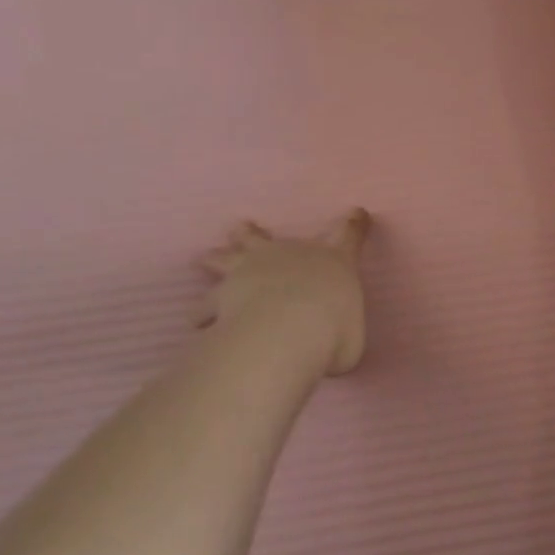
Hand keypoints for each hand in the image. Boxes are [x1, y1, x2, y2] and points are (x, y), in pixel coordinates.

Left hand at [198, 210, 371, 374]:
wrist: (287, 331)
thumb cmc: (333, 331)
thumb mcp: (350, 336)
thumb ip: (340, 332)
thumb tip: (331, 342)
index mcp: (332, 262)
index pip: (349, 237)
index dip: (354, 224)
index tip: (357, 212)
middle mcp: (290, 257)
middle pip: (265, 238)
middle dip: (253, 233)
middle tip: (241, 227)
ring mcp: (250, 272)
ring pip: (227, 259)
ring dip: (218, 259)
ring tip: (205, 258)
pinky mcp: (221, 297)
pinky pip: (206, 305)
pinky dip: (203, 313)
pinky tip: (197, 321)